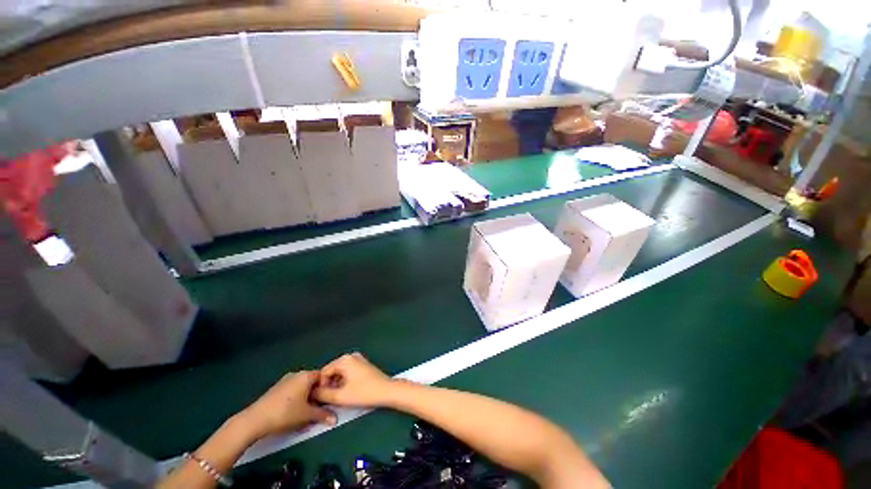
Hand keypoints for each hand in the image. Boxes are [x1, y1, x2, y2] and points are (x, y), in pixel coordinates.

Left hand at [237, 371, 335, 439]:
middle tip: (318, 410)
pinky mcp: (275, 390)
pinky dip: (295, 402)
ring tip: (305, 415)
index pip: (323, 377)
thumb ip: (323, 415)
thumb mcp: (307, 415)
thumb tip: (335, 419)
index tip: (328, 401)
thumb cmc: (285, 413)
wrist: (254, 421)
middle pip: (312, 383)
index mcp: (306, 375)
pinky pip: (291, 393)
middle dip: (316, 396)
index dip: (327, 389)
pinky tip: (292, 415)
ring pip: (301, 389)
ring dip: (306, 401)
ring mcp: (284, 382)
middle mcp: (296, 375)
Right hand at [313, 353, 395, 407]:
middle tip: (330, 400)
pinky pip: (348, 373)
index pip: (322, 373)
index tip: (322, 400)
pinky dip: (345, 382)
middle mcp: (350, 356)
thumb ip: (322, 394)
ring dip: (336, 385)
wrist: (386, 391)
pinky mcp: (363, 366)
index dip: (320, 387)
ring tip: (339, 398)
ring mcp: (358, 360)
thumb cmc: (364, 392)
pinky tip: (348, 393)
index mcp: (344, 360)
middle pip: (331, 372)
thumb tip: (311, 393)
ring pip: (339, 374)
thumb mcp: (340, 396)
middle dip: (329, 386)